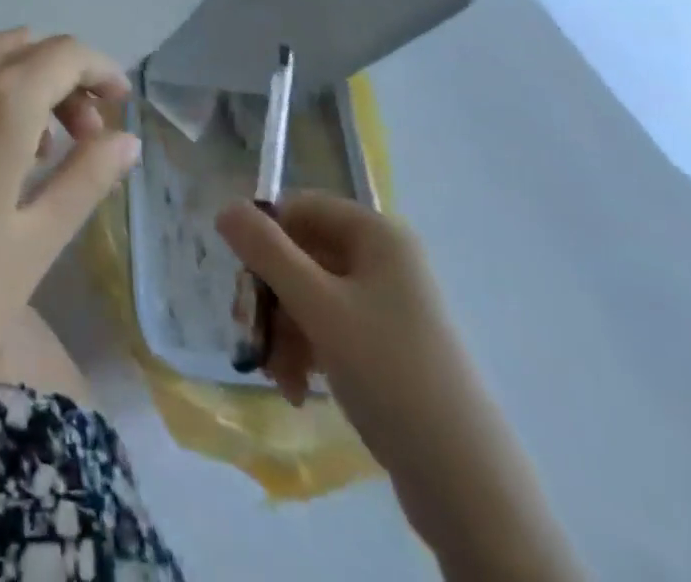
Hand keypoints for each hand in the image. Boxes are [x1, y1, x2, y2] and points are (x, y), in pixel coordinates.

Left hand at [0, 29, 138, 450]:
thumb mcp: (30, 251)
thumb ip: (84, 180)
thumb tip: (126, 138)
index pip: (63, 53)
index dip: (99, 70)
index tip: (116, 108)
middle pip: (16, 46)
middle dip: (56, 78)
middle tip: (73, 137)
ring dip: (6, 80)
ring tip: (18, 147)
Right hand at [218, 193, 580, 581]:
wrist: (466, 484)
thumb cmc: (388, 373)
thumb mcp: (317, 307)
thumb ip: (266, 251)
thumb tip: (224, 206)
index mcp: (376, 234)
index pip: (301, 207)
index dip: (265, 235)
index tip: (242, 277)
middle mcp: (384, 259)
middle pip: (302, 254)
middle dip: (272, 296)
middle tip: (251, 332)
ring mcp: (388, 304)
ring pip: (310, 295)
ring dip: (284, 330)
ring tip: (278, 375)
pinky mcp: (388, 345)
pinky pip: (330, 328)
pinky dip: (306, 351)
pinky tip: (296, 388)